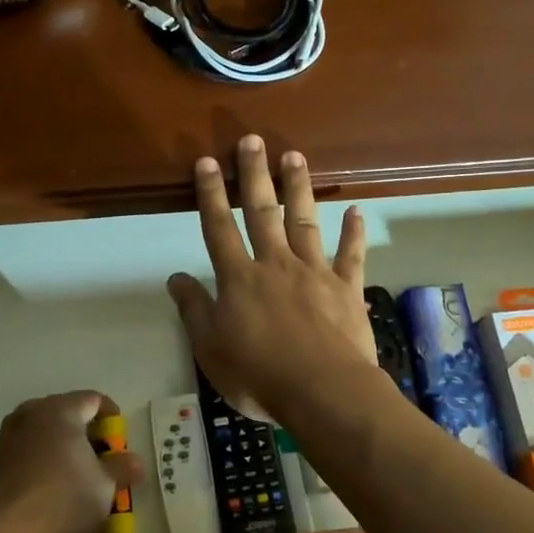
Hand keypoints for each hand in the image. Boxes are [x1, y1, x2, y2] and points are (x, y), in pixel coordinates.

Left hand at [0, 392, 136, 532]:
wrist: (7, 531)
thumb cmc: (65, 498)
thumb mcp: (106, 486)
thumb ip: (123, 468)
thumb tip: (136, 462)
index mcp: (62, 409)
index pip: (93, 399)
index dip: (111, 415)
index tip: (119, 435)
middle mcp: (33, 412)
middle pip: (67, 410)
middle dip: (85, 428)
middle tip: (100, 453)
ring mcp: (10, 434)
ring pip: (44, 428)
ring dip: (61, 442)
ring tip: (75, 467)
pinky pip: (27, 446)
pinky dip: (42, 455)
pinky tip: (50, 481)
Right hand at [167, 136, 376, 423]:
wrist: (323, 392)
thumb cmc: (259, 376)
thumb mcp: (210, 350)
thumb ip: (193, 310)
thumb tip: (176, 277)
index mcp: (239, 279)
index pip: (219, 228)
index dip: (210, 194)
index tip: (207, 162)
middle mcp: (276, 264)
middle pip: (261, 212)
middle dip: (254, 174)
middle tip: (252, 140)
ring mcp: (314, 273)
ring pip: (304, 221)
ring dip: (297, 188)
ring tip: (294, 156)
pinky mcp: (346, 288)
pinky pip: (350, 255)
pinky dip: (354, 233)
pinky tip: (357, 210)